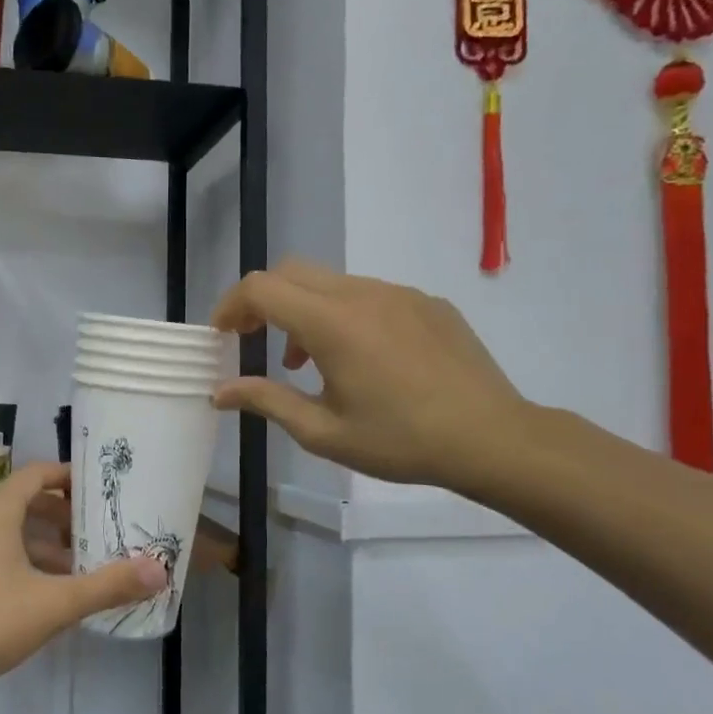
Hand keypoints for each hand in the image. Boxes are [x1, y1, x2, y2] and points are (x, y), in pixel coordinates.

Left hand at [0, 462, 166, 705]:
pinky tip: (48, 595)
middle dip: (66, 515)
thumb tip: (159, 570)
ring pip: (13, 531)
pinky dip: (26, 562)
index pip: (39, 473)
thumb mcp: (52, 604)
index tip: (104, 491)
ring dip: (47, 543)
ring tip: (84, 566)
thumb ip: (107, 586)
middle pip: (28, 501)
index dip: (72, 477)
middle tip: (102, 532)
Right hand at [210, 259, 533, 492]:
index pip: (261, 288)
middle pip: (291, 272)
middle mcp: (362, 293)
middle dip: (262, 300)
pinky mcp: (427, 301)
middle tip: (254, 340)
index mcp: (331, 323)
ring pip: (331, 282)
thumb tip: (219, 392)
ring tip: (308, 361)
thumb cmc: (400, 441)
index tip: (223, 336)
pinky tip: (362, 358)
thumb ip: (266, 400)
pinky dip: (344, 313)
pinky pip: (370, 294)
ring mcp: (399, 292)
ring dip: (304, 310)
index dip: (231, 306)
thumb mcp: (323, 432)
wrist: (493, 438)